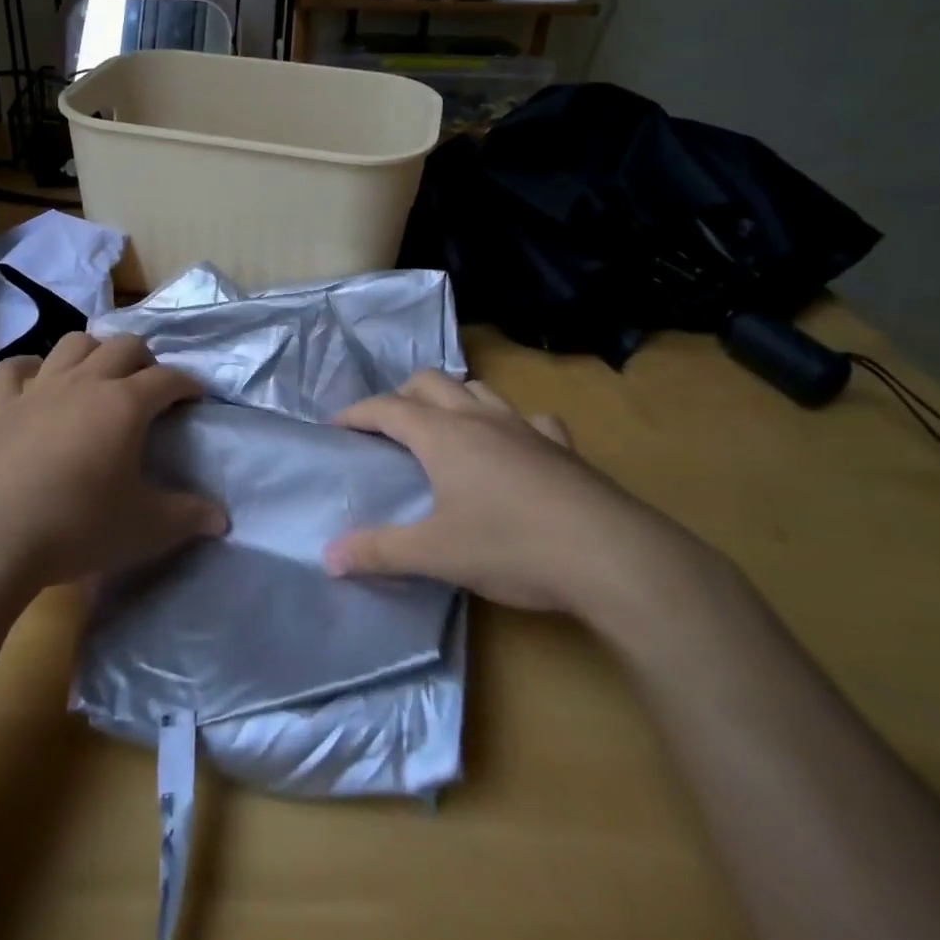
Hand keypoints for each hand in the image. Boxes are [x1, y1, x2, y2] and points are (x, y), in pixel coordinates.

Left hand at [0, 332, 226, 592]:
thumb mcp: (145, 528)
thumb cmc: (77, 527)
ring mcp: (37, 390)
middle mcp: (84, 383)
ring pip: (72, 343)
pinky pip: (11, 370)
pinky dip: (27, 368)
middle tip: (150, 386)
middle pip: (123, 345)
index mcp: (124, 404)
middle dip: (145, 358)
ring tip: (100, 376)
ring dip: (93, 350)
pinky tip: (34, 379)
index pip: (167, 378)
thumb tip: (223, 519)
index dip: (187, 383)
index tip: (196, 396)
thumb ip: (188, 517)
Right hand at [323, 371, 700, 619]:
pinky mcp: (563, 447)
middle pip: (430, 382)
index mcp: (442, 435)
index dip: (356, 413)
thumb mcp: (436, 554)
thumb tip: (328, 557)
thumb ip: (379, 552)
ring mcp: (525, 427)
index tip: (335, 426)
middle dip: (402, 395)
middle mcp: (479, 418)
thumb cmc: (512, 547)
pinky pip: (532, 419)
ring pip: (479, 389)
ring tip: (446, 428)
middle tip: (389, 428)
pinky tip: (517, 447)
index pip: (387, 408)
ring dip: (454, 399)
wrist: (611, 556)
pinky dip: (514, 425)